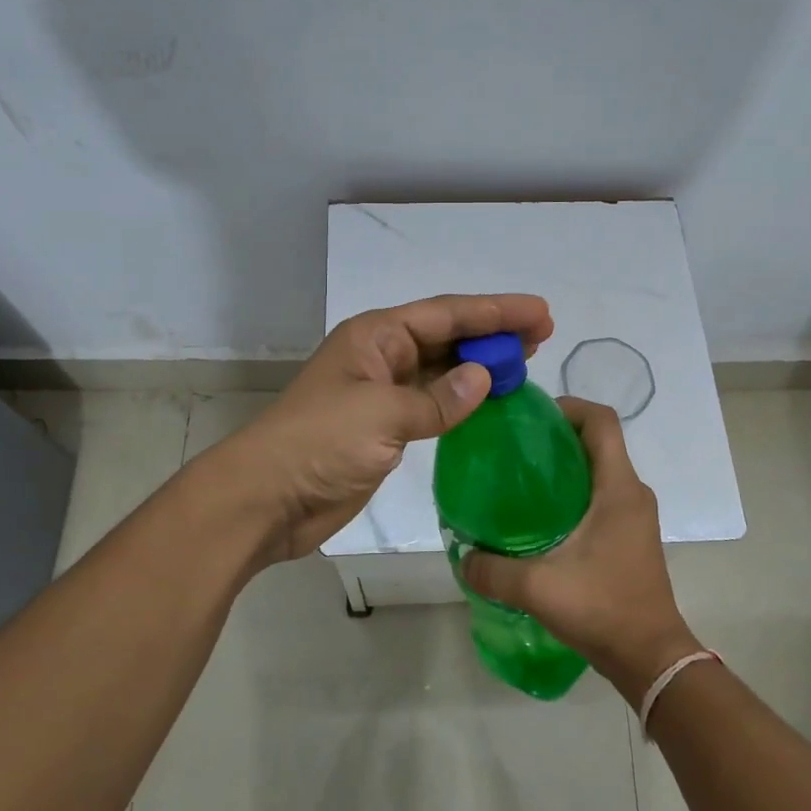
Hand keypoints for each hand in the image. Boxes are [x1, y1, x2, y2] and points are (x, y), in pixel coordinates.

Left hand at [213, 293, 553, 563]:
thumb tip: (484, 379)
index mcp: (376, 336)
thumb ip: (438, 398)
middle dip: (493, 334)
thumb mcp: (382, 413)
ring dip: (481, 367)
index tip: (540, 314)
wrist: (267, 498)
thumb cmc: (319, 443)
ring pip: (443, 371)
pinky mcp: (385, 429)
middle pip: (448, 337)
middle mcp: (382, 357)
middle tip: (543, 335)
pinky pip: (434, 405)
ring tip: (526, 363)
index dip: (495, 312)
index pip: (446, 314)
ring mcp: (383, 394)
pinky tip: (491, 402)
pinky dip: (463, 402)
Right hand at [463, 399, 702, 707]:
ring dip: (565, 467)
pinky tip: (540, 519)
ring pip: (599, 470)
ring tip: (520, 481)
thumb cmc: (603, 609)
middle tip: (513, 449)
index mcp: (619, 489)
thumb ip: (492, 570)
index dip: (568, 407)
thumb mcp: (538, 588)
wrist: (651, 658)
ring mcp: (634, 516)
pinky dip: (573, 493)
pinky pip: (601, 496)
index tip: (530, 419)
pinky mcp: (630, 536)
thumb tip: (462, 555)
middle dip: (557, 436)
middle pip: (597, 441)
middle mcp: (632, 493)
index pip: (602, 421)